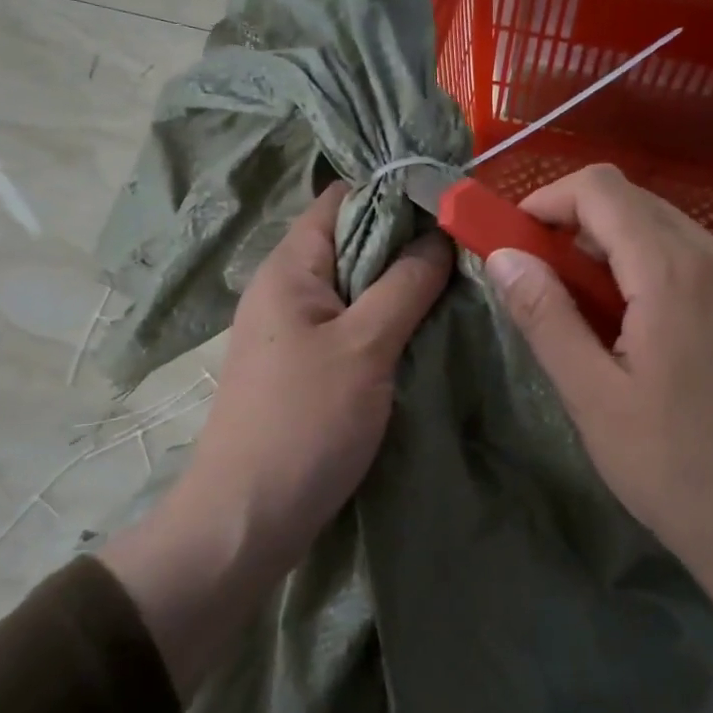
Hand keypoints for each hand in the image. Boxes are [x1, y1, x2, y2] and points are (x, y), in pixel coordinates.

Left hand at [103, 182, 450, 696]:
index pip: (342, 198)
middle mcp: (285, 288)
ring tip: (458, 286)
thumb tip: (439, 233)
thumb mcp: (364, 346)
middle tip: (467, 249)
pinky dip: (386, 322)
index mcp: (289, 267)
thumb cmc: (304, 423)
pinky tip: (425, 332)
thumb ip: (405, 285)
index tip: (450, 202)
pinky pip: (351, 325)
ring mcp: (293, 329)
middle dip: (407, 242)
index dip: (393, 191)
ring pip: (355, 287)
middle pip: (351, 241)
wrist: (246, 520)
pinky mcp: (304, 367)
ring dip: (400, 285)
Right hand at [486, 164, 712, 712]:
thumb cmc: (675, 471)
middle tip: (559, 285)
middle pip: (644, 206)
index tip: (523, 238)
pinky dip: (684, 283)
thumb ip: (545, 315)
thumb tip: (505, 256)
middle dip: (588, 230)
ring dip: (636, 258)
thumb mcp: (591, 397)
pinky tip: (682, 347)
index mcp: (675, 275)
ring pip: (687, 239)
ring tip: (617, 323)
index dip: (551, 199)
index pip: (603, 189)